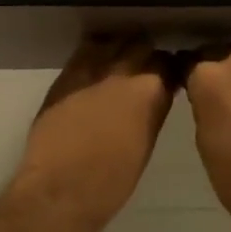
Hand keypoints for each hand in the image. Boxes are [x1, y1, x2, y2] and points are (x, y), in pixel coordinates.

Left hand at [3, 36, 173, 231]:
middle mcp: (124, 73)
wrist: (61, 190)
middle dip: (146, 52)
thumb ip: (153, 111)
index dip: (169, 68)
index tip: (168, 75)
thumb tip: (156, 96)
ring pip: (114, 41)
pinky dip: (95, 51)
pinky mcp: (67, 75)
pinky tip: (97, 59)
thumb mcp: (146, 144)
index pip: (168, 64)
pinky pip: (85, 50)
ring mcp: (93, 70)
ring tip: (121, 56)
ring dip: (121, 47)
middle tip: (145, 65)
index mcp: (150, 92)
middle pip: (142, 45)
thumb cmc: (112, 181)